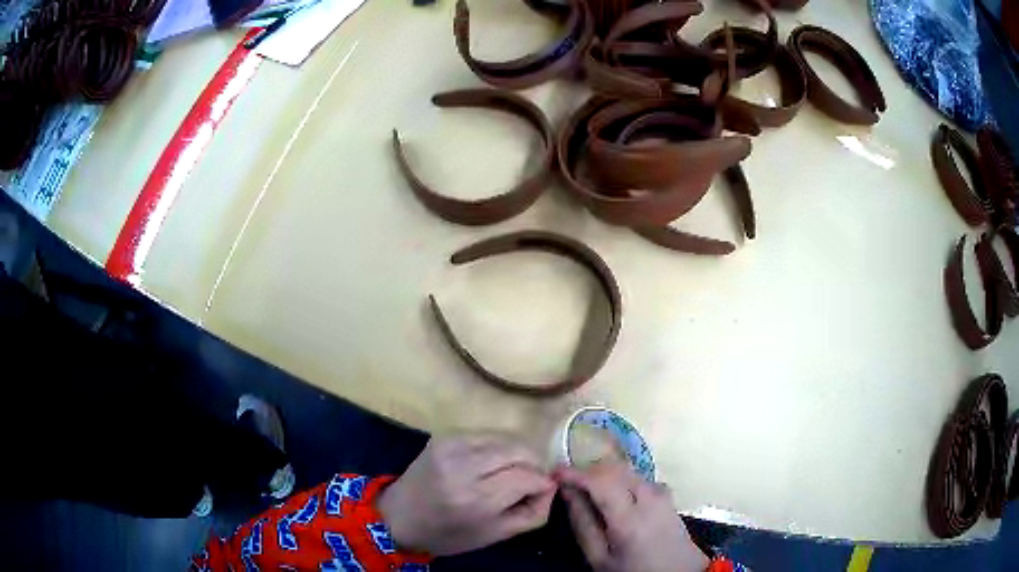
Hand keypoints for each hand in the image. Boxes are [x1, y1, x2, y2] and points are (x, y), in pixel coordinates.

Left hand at [376, 434, 556, 555]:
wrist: (399, 517)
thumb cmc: (449, 534)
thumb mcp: (497, 535)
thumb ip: (534, 512)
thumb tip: (551, 485)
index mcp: (475, 499)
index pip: (529, 476)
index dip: (543, 483)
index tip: (542, 491)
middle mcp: (463, 466)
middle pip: (520, 449)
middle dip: (534, 463)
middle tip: (531, 479)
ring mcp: (451, 446)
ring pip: (506, 437)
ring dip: (518, 453)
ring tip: (512, 471)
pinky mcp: (445, 435)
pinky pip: (487, 434)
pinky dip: (498, 446)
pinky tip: (492, 462)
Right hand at [556, 461, 708, 571]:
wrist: (676, 571)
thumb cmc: (633, 568)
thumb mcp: (599, 557)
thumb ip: (582, 524)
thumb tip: (568, 492)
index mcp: (629, 518)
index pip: (600, 480)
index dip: (574, 473)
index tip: (554, 473)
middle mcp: (649, 497)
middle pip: (614, 468)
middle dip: (588, 470)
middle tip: (569, 483)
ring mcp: (661, 492)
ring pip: (627, 470)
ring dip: (604, 474)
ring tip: (588, 490)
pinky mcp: (667, 493)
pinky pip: (638, 476)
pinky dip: (620, 479)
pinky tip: (614, 496)